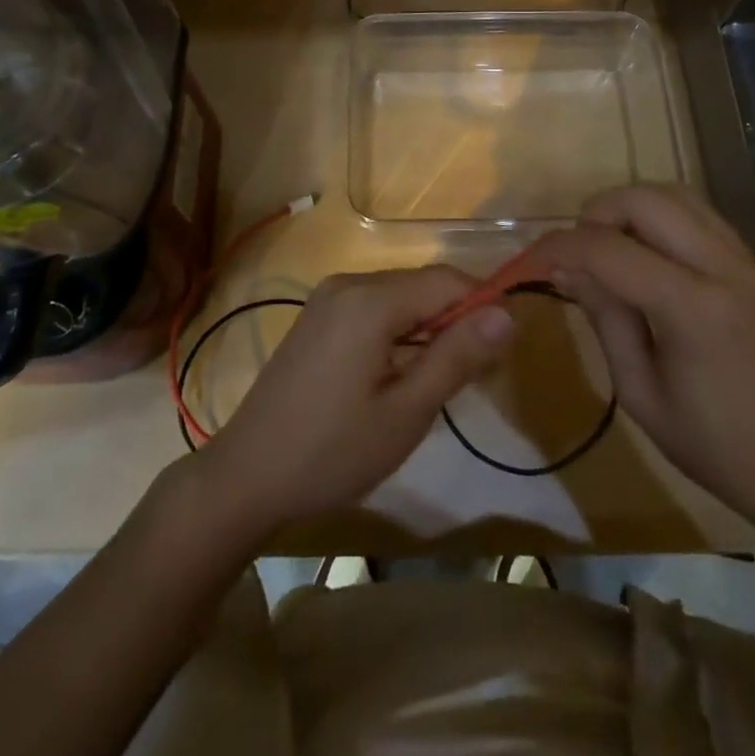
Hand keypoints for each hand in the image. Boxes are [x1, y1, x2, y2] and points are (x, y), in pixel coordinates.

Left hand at [190, 268, 515, 536]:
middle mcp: (348, 283)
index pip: (448, 280)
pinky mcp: (317, 316)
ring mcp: (328, 297)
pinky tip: (396, 373)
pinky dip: (398, 330)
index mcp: (371, 300)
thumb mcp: (406, 412)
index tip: (501, 351)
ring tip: (435, 381)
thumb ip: (457, 357)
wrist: (246, 475)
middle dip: (455, 319)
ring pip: (399, 296)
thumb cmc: (333, 451)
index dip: (482, 306)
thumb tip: (507, 315)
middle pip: (422, 285)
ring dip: (427, 327)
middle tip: (471, 376)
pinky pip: (373, 307)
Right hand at [529, 185, 754, 533]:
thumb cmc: (716, 446)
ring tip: (608, 249)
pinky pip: (698, 213)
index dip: (559, 246)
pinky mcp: (753, 264)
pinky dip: (660, 218)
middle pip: (645, 199)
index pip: (607, 249)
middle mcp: (721, 266)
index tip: (530, 260)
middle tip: (576, 254)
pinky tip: (646, 256)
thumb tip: (566, 270)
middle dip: (596, 213)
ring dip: (630, 208)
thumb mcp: (641, 393)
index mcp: (691, 307)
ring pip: (674, 194)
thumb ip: (605, 319)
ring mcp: (744, 259)